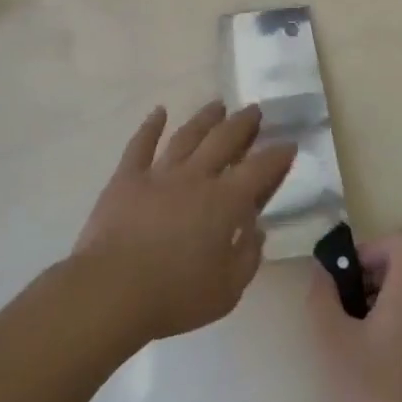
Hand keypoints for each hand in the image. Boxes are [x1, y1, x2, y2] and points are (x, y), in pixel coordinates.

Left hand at [73, 102, 297, 343]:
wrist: (112, 290)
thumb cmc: (175, 295)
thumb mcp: (227, 290)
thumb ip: (247, 257)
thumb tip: (256, 229)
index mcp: (224, 202)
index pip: (259, 170)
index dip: (277, 156)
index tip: (288, 144)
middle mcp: (195, 177)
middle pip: (224, 140)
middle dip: (243, 124)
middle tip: (254, 110)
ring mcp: (159, 173)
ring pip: (187, 136)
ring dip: (205, 118)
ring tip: (218, 105)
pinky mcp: (127, 178)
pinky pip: (140, 144)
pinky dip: (150, 125)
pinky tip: (159, 112)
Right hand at [309, 230, 401, 401]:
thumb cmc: (374, 391)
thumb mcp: (332, 340)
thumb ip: (322, 295)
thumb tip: (322, 271)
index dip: (373, 247)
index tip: (349, 277)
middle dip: (372, 274)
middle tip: (345, 305)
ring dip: (383, 299)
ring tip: (355, 335)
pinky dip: (397, 323)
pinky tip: (375, 362)